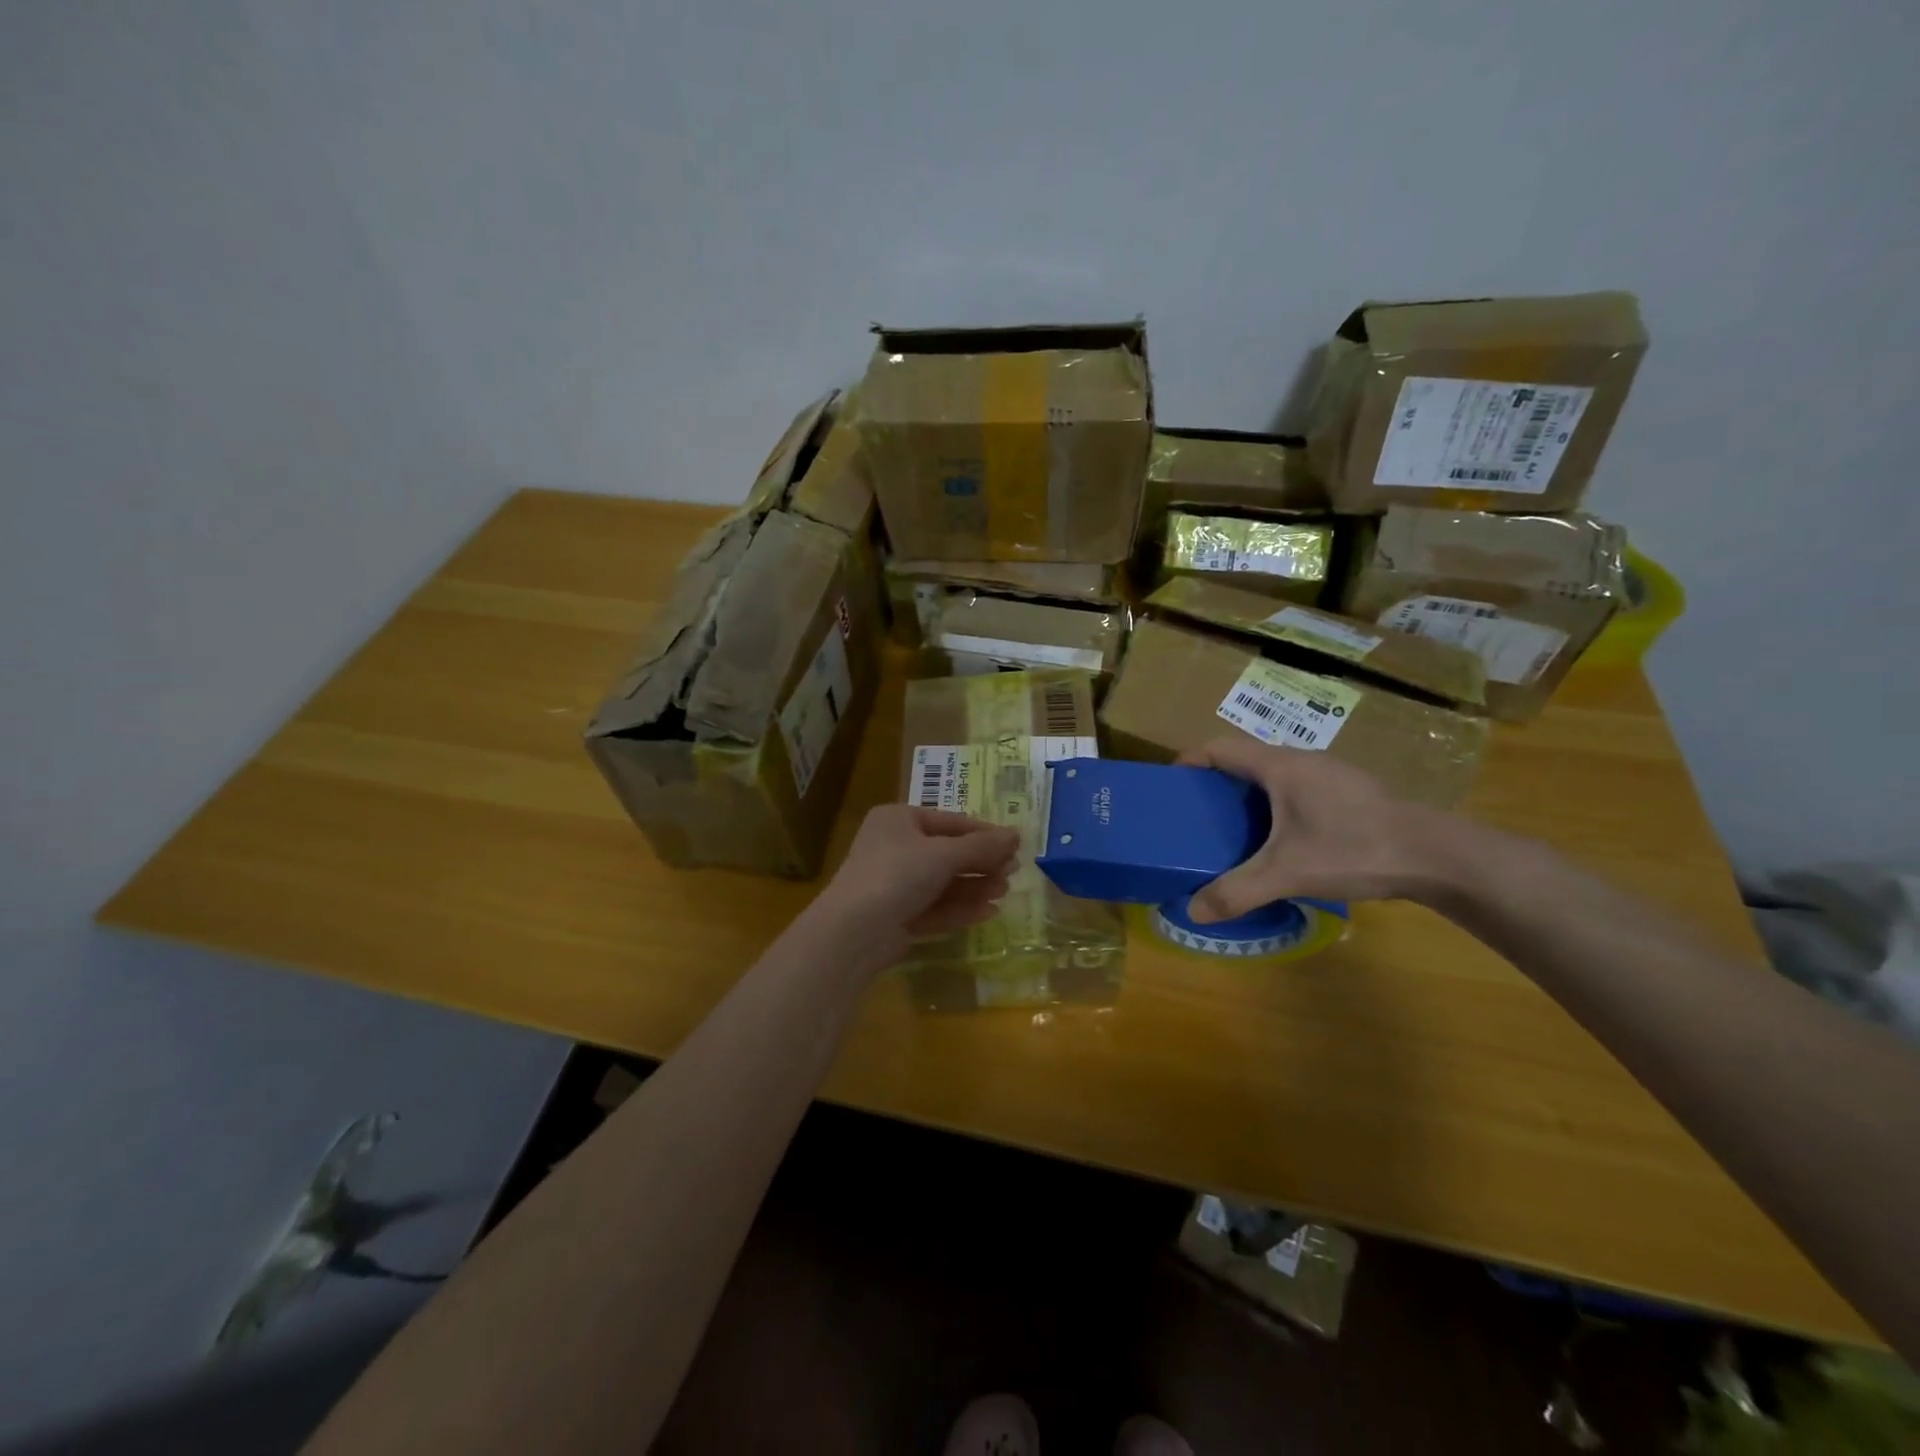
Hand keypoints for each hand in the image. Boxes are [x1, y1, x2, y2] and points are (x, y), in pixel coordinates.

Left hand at [810, 805, 1019, 967]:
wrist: (855, 931)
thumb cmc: (898, 874)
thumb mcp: (945, 854)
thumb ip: (982, 846)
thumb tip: (1016, 834)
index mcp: (898, 820)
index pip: (950, 821)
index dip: (984, 833)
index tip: (1016, 845)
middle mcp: (894, 847)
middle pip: (947, 853)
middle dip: (981, 863)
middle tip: (1013, 872)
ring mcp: (894, 884)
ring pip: (943, 882)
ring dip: (975, 886)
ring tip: (1004, 892)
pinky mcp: (897, 917)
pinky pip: (935, 907)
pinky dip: (960, 908)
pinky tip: (988, 912)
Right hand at [1177, 736, 1461, 922]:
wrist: (1437, 855)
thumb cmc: (1354, 849)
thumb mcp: (1288, 874)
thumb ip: (1238, 891)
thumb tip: (1193, 910)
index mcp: (1280, 767)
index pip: (1219, 747)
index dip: (1190, 760)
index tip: (1171, 784)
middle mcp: (1303, 760)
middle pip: (1246, 758)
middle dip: (1217, 781)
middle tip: (1199, 814)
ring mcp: (1332, 773)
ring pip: (1276, 773)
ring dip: (1250, 793)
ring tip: (1235, 827)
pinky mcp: (1352, 791)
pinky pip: (1299, 787)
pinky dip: (1278, 803)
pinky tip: (1285, 838)